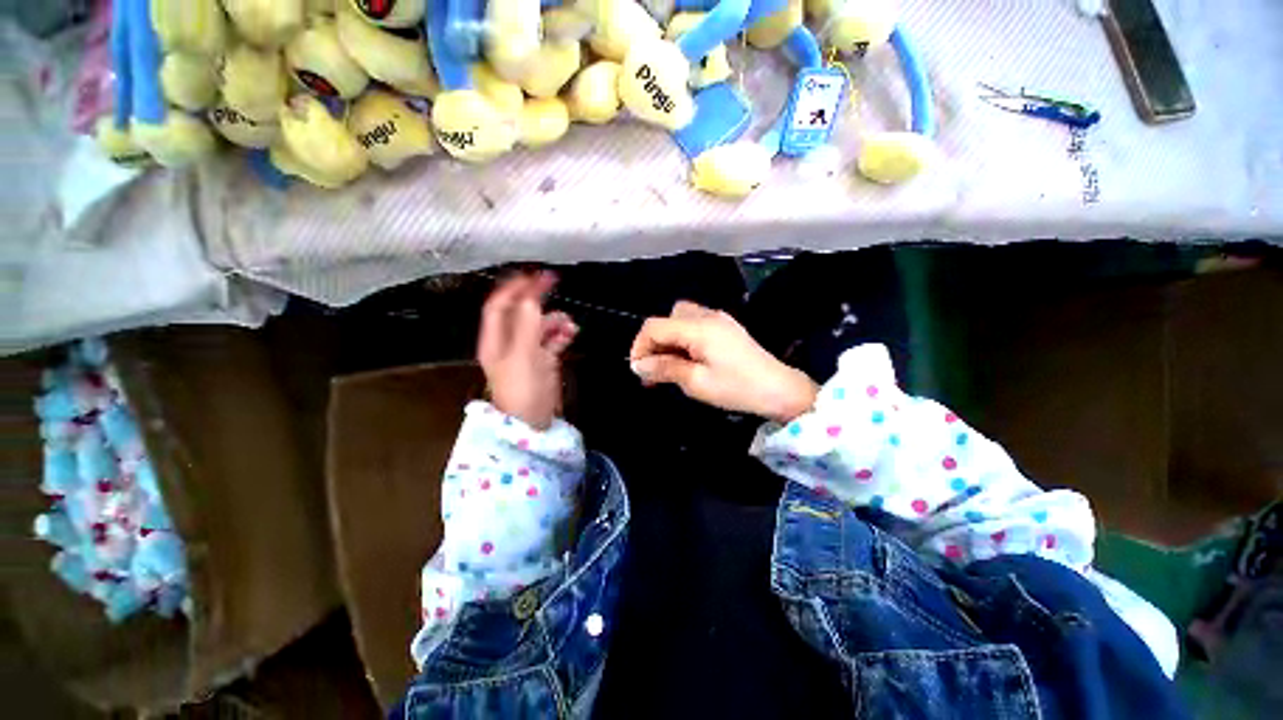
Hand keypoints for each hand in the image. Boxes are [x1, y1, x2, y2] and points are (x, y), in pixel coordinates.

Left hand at [477, 271, 577, 428]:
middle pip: (521, 312)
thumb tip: (533, 297)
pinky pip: (554, 339)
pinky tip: (572, 334)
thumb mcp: (522, 355)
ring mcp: (528, 351)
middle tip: (553, 283)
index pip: (499, 305)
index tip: (532, 275)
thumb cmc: (522, 390)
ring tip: (570, 324)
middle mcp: (510, 342)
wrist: (533, 423)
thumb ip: (527, 325)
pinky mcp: (544, 360)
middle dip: (537, 299)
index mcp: (496, 339)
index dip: (512, 288)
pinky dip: (563, 333)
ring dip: (556, 320)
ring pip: (541, 324)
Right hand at [629, 301, 818, 422]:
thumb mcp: (696, 382)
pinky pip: (695, 324)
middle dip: (654, 342)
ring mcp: (718, 319)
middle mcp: (707, 316)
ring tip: (669, 366)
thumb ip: (665, 368)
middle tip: (654, 369)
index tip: (638, 371)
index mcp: (698, 328)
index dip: (640, 346)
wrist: (779, 390)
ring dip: (669, 339)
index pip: (655, 326)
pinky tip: (688, 359)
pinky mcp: (726, 327)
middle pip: (667, 318)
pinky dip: (683, 338)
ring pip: (680, 319)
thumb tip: (638, 365)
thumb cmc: (737, 388)